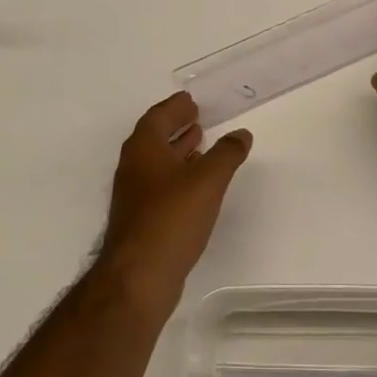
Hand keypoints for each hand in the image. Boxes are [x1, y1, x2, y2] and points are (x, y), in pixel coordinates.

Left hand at [98, 93, 252, 310]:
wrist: (139, 275)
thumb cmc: (172, 218)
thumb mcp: (208, 180)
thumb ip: (227, 154)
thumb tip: (241, 134)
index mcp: (144, 149)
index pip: (158, 116)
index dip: (175, 107)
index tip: (191, 100)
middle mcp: (134, 167)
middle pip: (155, 138)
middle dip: (176, 126)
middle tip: (198, 117)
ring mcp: (135, 195)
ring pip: (158, 163)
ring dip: (178, 151)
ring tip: (202, 144)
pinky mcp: (141, 219)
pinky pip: (161, 185)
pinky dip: (178, 175)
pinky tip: (196, 185)